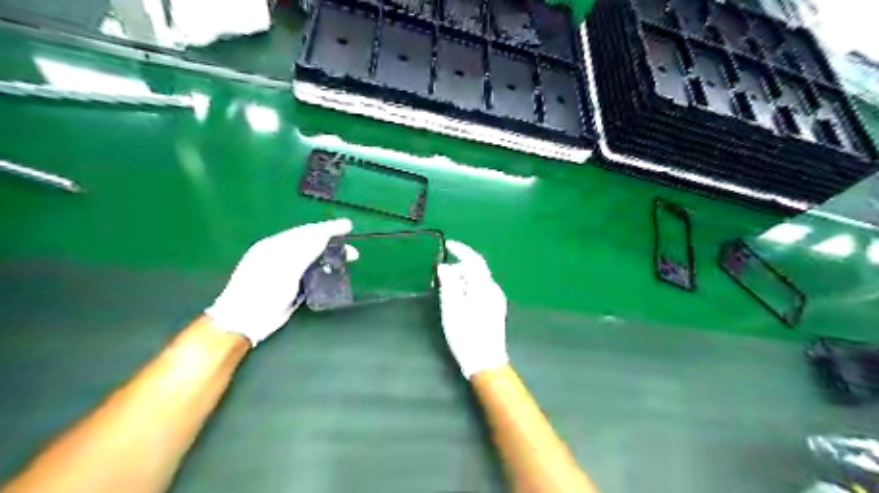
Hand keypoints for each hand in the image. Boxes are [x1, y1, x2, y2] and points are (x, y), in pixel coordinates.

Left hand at [206, 219, 352, 345]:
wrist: (244, 321)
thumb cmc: (261, 293)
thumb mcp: (284, 269)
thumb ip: (304, 251)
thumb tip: (323, 235)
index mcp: (275, 245)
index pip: (307, 231)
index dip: (328, 228)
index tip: (348, 226)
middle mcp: (280, 254)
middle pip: (311, 242)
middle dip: (333, 243)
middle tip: (352, 251)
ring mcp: (284, 270)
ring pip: (312, 256)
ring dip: (330, 256)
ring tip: (347, 260)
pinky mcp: (290, 285)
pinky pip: (310, 270)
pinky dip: (323, 267)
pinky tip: (332, 272)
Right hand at [438, 241, 508, 378]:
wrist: (486, 361)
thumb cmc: (466, 334)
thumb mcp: (451, 308)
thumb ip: (448, 284)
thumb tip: (444, 267)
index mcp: (484, 286)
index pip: (474, 260)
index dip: (461, 250)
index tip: (447, 245)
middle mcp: (493, 289)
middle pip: (476, 270)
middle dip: (459, 267)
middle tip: (441, 274)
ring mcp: (497, 300)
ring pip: (479, 280)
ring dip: (464, 278)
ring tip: (447, 288)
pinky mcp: (496, 309)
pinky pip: (481, 289)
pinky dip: (469, 287)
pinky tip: (460, 299)